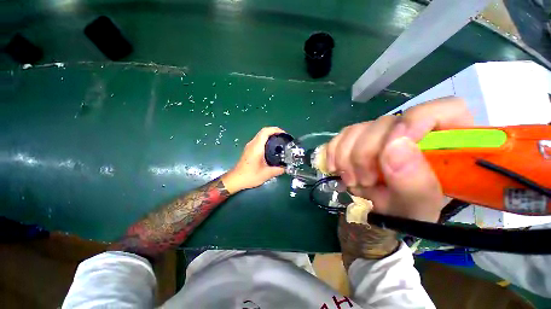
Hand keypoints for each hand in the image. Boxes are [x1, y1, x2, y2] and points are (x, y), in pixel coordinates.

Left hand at [222, 127, 286, 192]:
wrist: (235, 180)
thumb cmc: (249, 176)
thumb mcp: (266, 174)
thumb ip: (278, 170)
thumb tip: (285, 167)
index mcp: (256, 147)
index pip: (265, 131)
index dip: (276, 130)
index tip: (284, 134)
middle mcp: (252, 144)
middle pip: (264, 132)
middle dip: (275, 132)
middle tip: (284, 138)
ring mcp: (249, 146)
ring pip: (261, 136)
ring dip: (270, 136)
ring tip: (280, 142)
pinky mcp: (249, 149)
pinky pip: (259, 140)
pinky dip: (266, 141)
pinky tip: (272, 149)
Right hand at [326, 97, 473, 222]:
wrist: (375, 212)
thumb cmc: (404, 214)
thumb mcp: (416, 210)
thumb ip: (415, 184)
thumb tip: (395, 148)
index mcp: (444, 146)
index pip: (445, 110)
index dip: (416, 121)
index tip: (390, 149)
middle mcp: (411, 132)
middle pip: (387, 122)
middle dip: (367, 153)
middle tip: (364, 181)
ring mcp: (380, 133)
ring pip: (358, 128)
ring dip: (347, 157)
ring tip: (351, 181)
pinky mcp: (358, 137)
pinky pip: (341, 135)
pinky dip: (334, 152)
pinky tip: (335, 168)